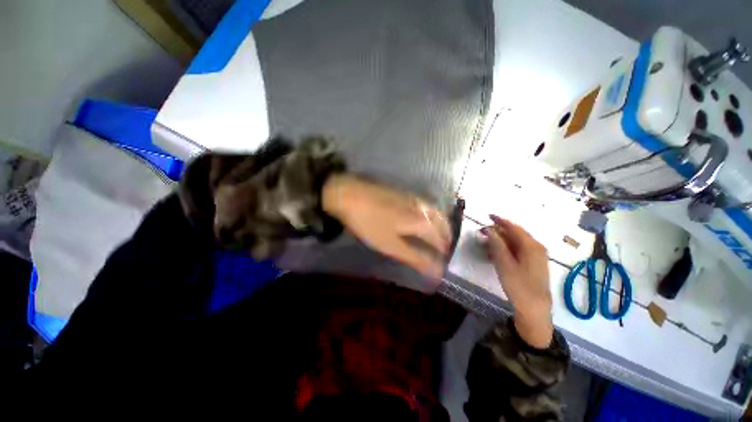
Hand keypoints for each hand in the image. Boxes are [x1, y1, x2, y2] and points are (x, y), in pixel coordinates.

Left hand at [322, 174, 450, 278]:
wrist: (350, 194)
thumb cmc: (370, 223)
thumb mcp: (390, 245)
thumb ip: (414, 257)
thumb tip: (436, 272)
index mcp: (422, 222)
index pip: (440, 240)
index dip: (443, 252)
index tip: (444, 262)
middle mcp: (422, 208)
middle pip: (441, 223)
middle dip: (446, 237)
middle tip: (445, 248)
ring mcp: (413, 197)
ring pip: (435, 212)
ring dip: (441, 224)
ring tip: (439, 234)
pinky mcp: (404, 192)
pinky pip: (425, 205)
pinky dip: (431, 214)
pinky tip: (423, 217)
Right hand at [482, 215, 552, 348]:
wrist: (534, 308)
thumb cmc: (518, 285)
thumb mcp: (504, 264)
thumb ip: (497, 244)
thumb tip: (489, 229)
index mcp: (531, 245)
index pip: (514, 227)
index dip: (500, 220)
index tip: (487, 216)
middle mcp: (537, 247)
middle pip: (515, 234)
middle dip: (498, 231)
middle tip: (483, 232)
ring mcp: (537, 256)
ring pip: (516, 242)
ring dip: (501, 241)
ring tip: (486, 243)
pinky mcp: (534, 263)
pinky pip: (519, 250)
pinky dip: (507, 249)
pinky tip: (496, 253)